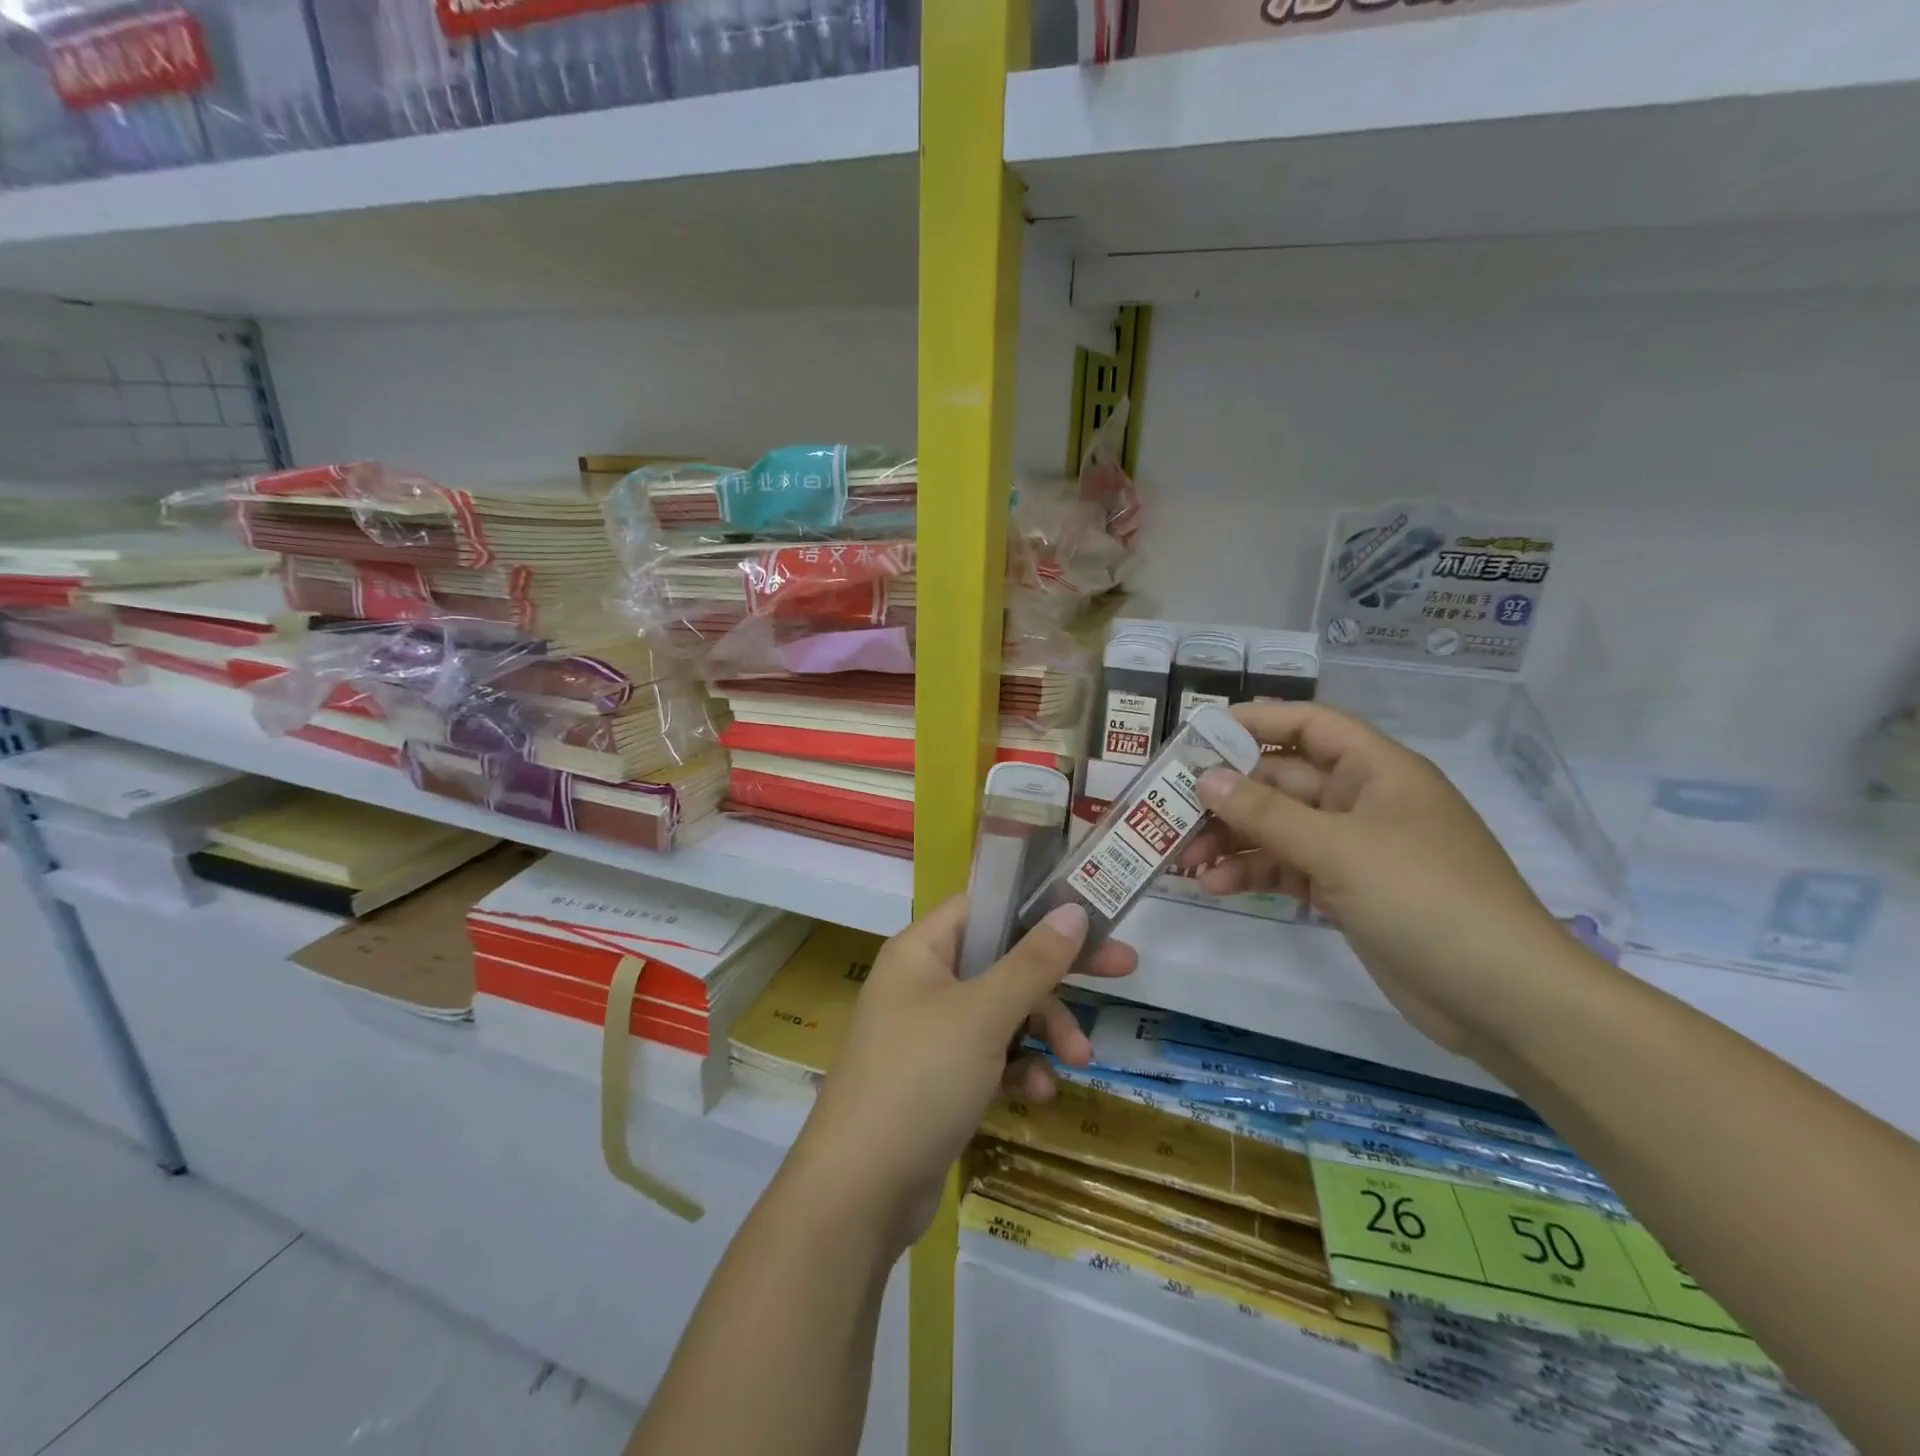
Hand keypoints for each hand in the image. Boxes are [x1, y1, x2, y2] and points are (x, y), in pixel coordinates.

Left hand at [787, 897, 1135, 1251]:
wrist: (860, 1192)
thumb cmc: (920, 1079)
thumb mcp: (983, 1015)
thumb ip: (1033, 962)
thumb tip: (1073, 910)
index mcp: (922, 950)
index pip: (986, 906)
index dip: (1036, 907)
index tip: (1089, 917)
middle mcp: (924, 982)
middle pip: (1003, 959)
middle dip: (1057, 976)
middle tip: (1124, 969)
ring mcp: (931, 1032)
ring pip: (1004, 1012)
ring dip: (1044, 1031)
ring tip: (1078, 1060)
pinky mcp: (940, 1079)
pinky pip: (991, 1056)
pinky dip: (1018, 1069)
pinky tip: (1037, 1094)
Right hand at [1184, 701, 1574, 1054]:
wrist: (1502, 997)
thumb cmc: (1426, 898)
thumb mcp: (1339, 849)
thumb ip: (1266, 812)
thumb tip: (1205, 778)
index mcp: (1377, 770)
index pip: (1309, 725)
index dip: (1255, 722)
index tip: (1197, 735)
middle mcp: (1363, 801)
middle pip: (1282, 781)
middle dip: (1229, 796)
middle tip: (1172, 812)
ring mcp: (1355, 849)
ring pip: (1279, 828)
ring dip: (1233, 840)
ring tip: (1186, 860)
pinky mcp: (1347, 891)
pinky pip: (1289, 868)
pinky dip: (1254, 874)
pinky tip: (1217, 887)